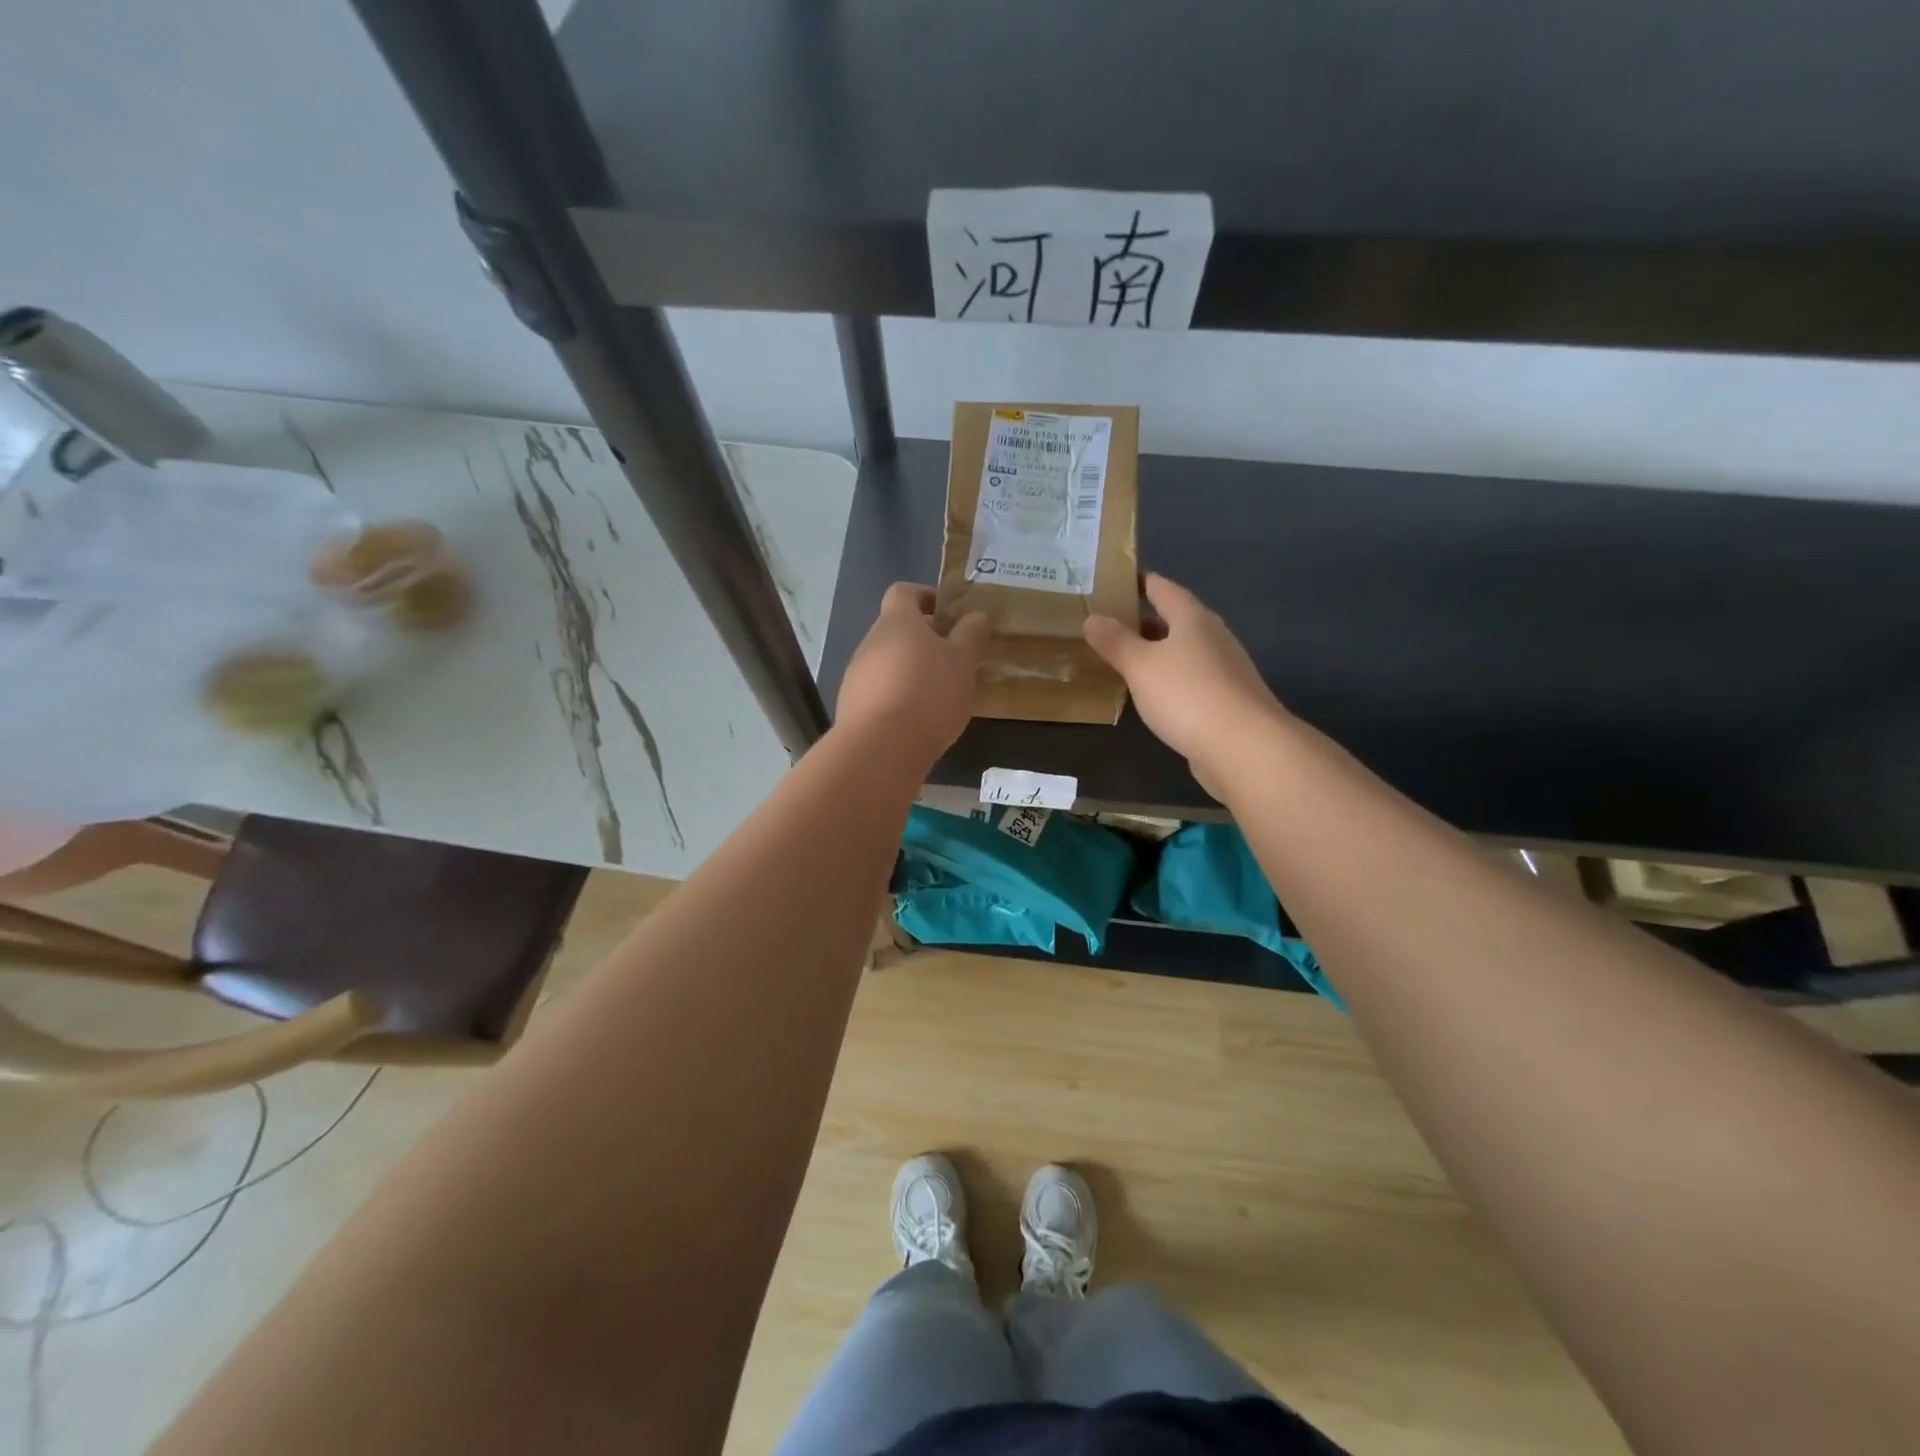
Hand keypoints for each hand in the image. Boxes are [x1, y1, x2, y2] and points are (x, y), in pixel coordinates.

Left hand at [836, 583, 988, 766]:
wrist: (881, 747)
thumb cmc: (929, 694)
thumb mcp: (962, 662)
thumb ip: (970, 635)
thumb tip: (975, 616)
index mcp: (897, 621)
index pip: (904, 592)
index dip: (925, 596)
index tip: (948, 613)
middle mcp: (870, 642)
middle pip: (896, 630)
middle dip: (923, 640)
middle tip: (952, 659)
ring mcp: (856, 675)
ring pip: (887, 662)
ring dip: (910, 671)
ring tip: (938, 695)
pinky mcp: (851, 706)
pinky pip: (878, 691)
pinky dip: (897, 697)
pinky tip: (917, 719)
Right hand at [1084, 573, 1286, 796]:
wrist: (1244, 747)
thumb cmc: (1188, 694)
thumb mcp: (1141, 666)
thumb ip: (1115, 642)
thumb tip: (1092, 618)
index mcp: (1193, 618)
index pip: (1163, 588)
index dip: (1139, 582)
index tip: (1115, 580)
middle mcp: (1212, 637)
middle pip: (1175, 619)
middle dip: (1144, 620)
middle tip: (1109, 623)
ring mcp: (1224, 670)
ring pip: (1184, 651)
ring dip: (1157, 652)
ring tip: (1124, 658)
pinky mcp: (1227, 700)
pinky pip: (1191, 679)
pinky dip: (1169, 679)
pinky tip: (1153, 694)